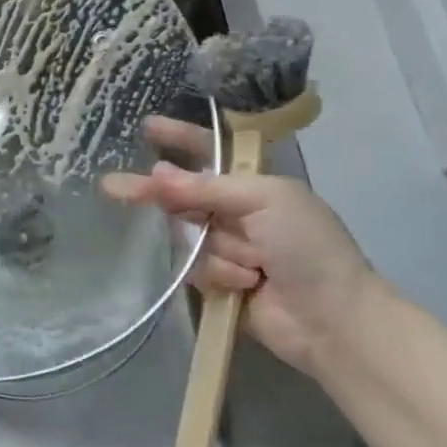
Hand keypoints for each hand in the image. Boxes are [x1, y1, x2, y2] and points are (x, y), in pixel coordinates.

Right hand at [104, 123, 381, 374]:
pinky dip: (217, 275)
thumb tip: (157, 173)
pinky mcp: (218, 280)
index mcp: (252, 184)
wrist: (332, 319)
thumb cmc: (308, 247)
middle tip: (114, 188)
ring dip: (216, 250)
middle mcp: (234, 211)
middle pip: (181, 194)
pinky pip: (193, 268)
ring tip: (253, 267)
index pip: (208, 152)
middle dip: (155, 194)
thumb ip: (207, 187)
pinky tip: (245, 285)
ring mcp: (226, 246)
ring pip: (186, 235)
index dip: (179, 139)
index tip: (147, 127)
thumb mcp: (266, 200)